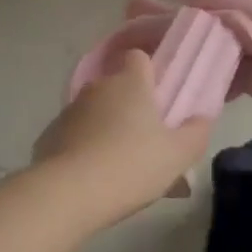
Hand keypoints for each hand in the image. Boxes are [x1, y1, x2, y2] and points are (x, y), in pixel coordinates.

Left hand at [32, 52, 211, 226]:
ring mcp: (69, 111)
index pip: (138, 56)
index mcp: (129, 82)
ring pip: (96, 113)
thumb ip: (196, 133)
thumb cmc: (131, 165)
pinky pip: (74, 136)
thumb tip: (203, 118)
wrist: (68, 194)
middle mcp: (97, 88)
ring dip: (107, 129)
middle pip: (117, 87)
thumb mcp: (178, 155)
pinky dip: (84, 149)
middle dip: (131, 107)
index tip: (161, 95)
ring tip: (121, 167)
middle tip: (148, 140)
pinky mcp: (49, 136)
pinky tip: (94, 179)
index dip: (150, 72)